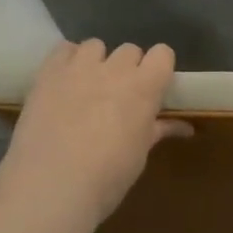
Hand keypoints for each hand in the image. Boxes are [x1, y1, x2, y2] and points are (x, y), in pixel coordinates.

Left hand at [0, 40, 191, 225]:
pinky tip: (64, 82)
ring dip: (97, 61)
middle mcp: (114, 69)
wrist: (51, 186)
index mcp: (144, 88)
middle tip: (120, 95)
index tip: (155, 87)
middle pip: (130, 50)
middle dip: (129, 68)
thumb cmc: (107, 177)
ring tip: (89, 86)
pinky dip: (67, 60)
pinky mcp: (48, 74)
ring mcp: (78, 68)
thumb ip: (158, 130)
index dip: (159, 68)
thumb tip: (185, 127)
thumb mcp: (139, 155)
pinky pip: (63, 49)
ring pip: (95, 45)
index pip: (163, 54)